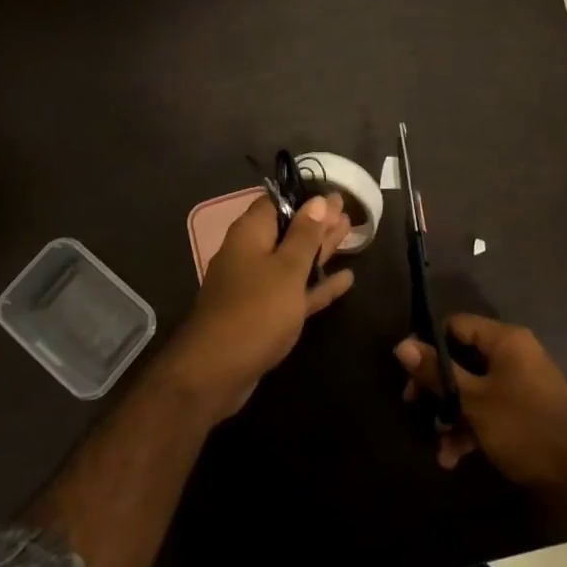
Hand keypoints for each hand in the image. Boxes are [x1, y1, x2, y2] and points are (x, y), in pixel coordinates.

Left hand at [171, 194, 354, 416]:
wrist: (216, 372)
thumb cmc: (255, 310)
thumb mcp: (287, 268)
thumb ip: (305, 235)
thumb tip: (318, 200)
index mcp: (250, 233)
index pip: (277, 201)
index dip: (306, 197)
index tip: (334, 194)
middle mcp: (251, 253)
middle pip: (288, 230)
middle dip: (317, 221)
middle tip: (348, 211)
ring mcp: (256, 285)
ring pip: (294, 260)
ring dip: (320, 249)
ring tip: (350, 234)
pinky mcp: (264, 314)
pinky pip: (294, 291)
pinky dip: (317, 284)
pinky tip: (346, 279)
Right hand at [396, 314, 566, 490]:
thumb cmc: (524, 426)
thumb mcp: (474, 400)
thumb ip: (437, 373)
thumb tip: (401, 345)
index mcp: (505, 340)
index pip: (457, 325)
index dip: (429, 344)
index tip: (409, 371)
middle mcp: (514, 355)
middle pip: (463, 358)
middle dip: (439, 387)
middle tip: (415, 406)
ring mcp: (521, 385)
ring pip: (475, 389)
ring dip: (453, 415)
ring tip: (439, 445)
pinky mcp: (525, 413)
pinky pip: (490, 410)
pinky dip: (472, 429)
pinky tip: (453, 459)